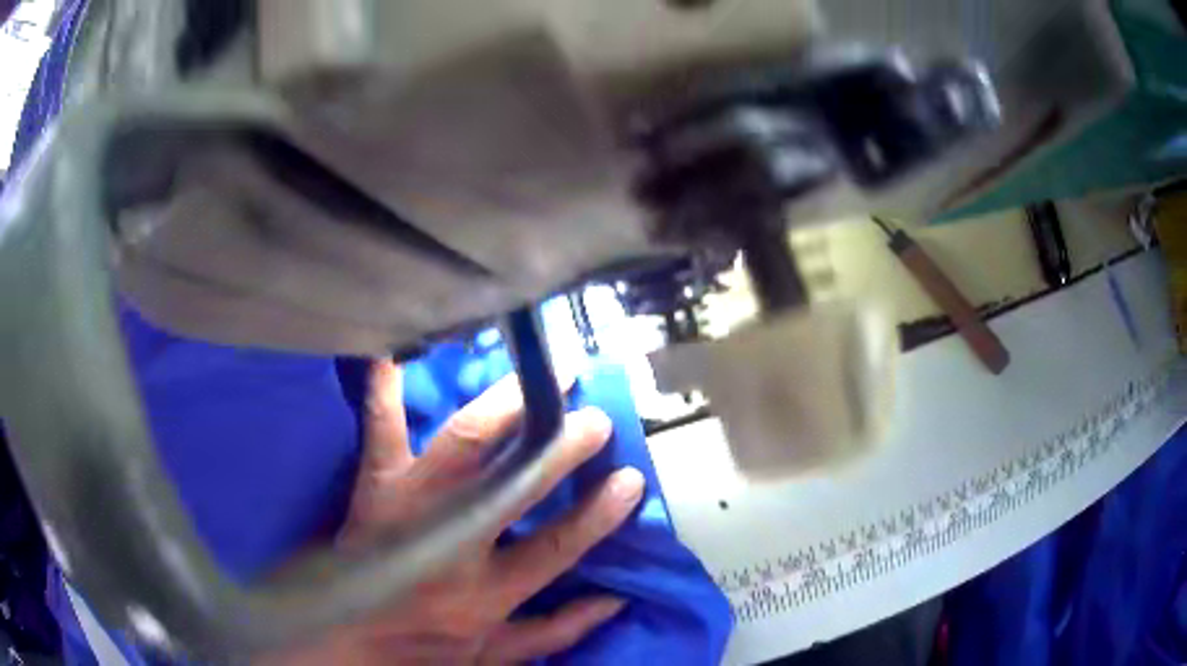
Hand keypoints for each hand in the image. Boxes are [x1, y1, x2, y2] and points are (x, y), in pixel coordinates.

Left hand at [263, 360, 644, 664]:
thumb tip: (615, 600)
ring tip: (535, 380)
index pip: (554, 549)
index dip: (595, 517)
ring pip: (458, 450)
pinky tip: (394, 353)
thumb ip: (557, 630)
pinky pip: (379, 434)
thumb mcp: (497, 655)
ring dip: (500, 410)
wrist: (345, 639)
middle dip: (555, 451)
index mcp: (486, 593)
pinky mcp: (373, 490)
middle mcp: (450, 547)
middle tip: (592, 418)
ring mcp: (407, 509)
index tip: (629, 479)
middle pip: (510, 488)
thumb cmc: (423, 646)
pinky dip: (385, 392)